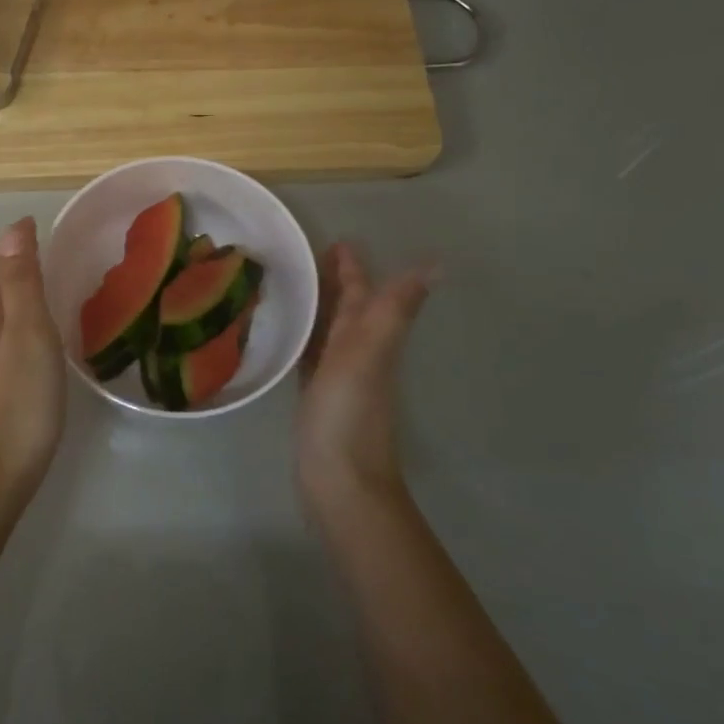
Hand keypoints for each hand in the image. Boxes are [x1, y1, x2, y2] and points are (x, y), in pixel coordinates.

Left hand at [0, 217, 66, 520]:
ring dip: (3, 292)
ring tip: (37, 289)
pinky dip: (0, 319)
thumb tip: (12, 229)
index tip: (48, 231)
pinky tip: (18, 337)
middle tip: (47, 256)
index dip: (17, 242)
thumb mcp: (30, 337)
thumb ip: (20, 283)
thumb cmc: (19, 407)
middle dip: (8, 263)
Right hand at [296, 243, 434, 514]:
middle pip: (346, 309)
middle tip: (307, 257)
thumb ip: (393, 311)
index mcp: (368, 339)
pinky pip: (310, 357)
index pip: (362, 294)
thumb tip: (437, 266)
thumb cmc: (348, 415)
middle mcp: (356, 354)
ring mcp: (337, 378)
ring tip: (292, 287)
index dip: (353, 267)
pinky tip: (287, 338)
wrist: (341, 483)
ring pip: (328, 331)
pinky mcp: (316, 399)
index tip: (336, 240)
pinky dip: (303, 340)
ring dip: (317, 308)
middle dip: (333, 282)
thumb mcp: (367, 355)